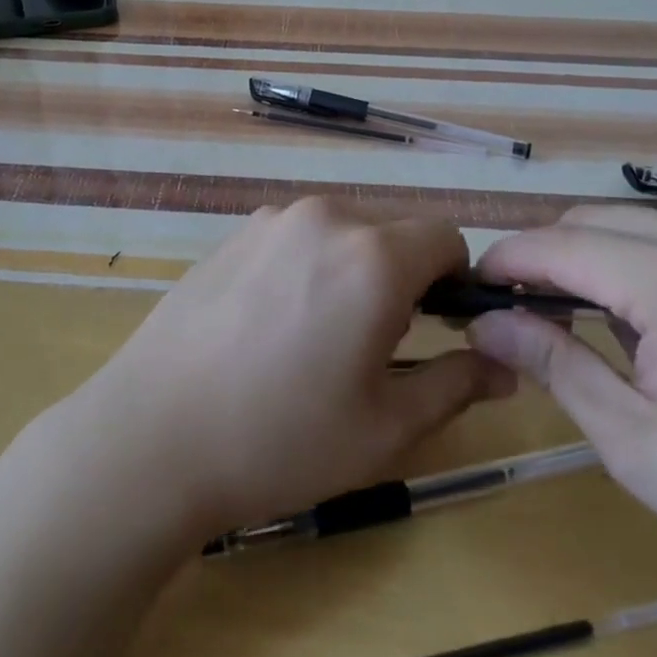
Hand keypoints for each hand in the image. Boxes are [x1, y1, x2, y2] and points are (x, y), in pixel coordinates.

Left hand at [66, 198, 513, 538]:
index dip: (455, 281)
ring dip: (353, 270)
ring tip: (318, 339)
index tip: (438, 328)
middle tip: (376, 346)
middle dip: (404, 277)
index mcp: (373, 255)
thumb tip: (503, 365)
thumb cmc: (281, 439)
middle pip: (393, 231)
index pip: (446, 236)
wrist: (152, 436)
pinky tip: (271, 326)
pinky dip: (308, 266)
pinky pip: (296, 237)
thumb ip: (456, 385)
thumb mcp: (386, 428)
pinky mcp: (233, 233)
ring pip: (343, 232)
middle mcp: (324, 217)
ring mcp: (271, 220)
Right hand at [465, 206, 656, 656]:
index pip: (560, 245)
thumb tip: (482, 321)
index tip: (478, 287)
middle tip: (539, 313)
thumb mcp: (634, 443)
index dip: (508, 261)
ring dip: (612, 258)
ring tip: (620, 324)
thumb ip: (551, 362)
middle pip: (599, 220)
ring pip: (649, 221)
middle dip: (555, 259)